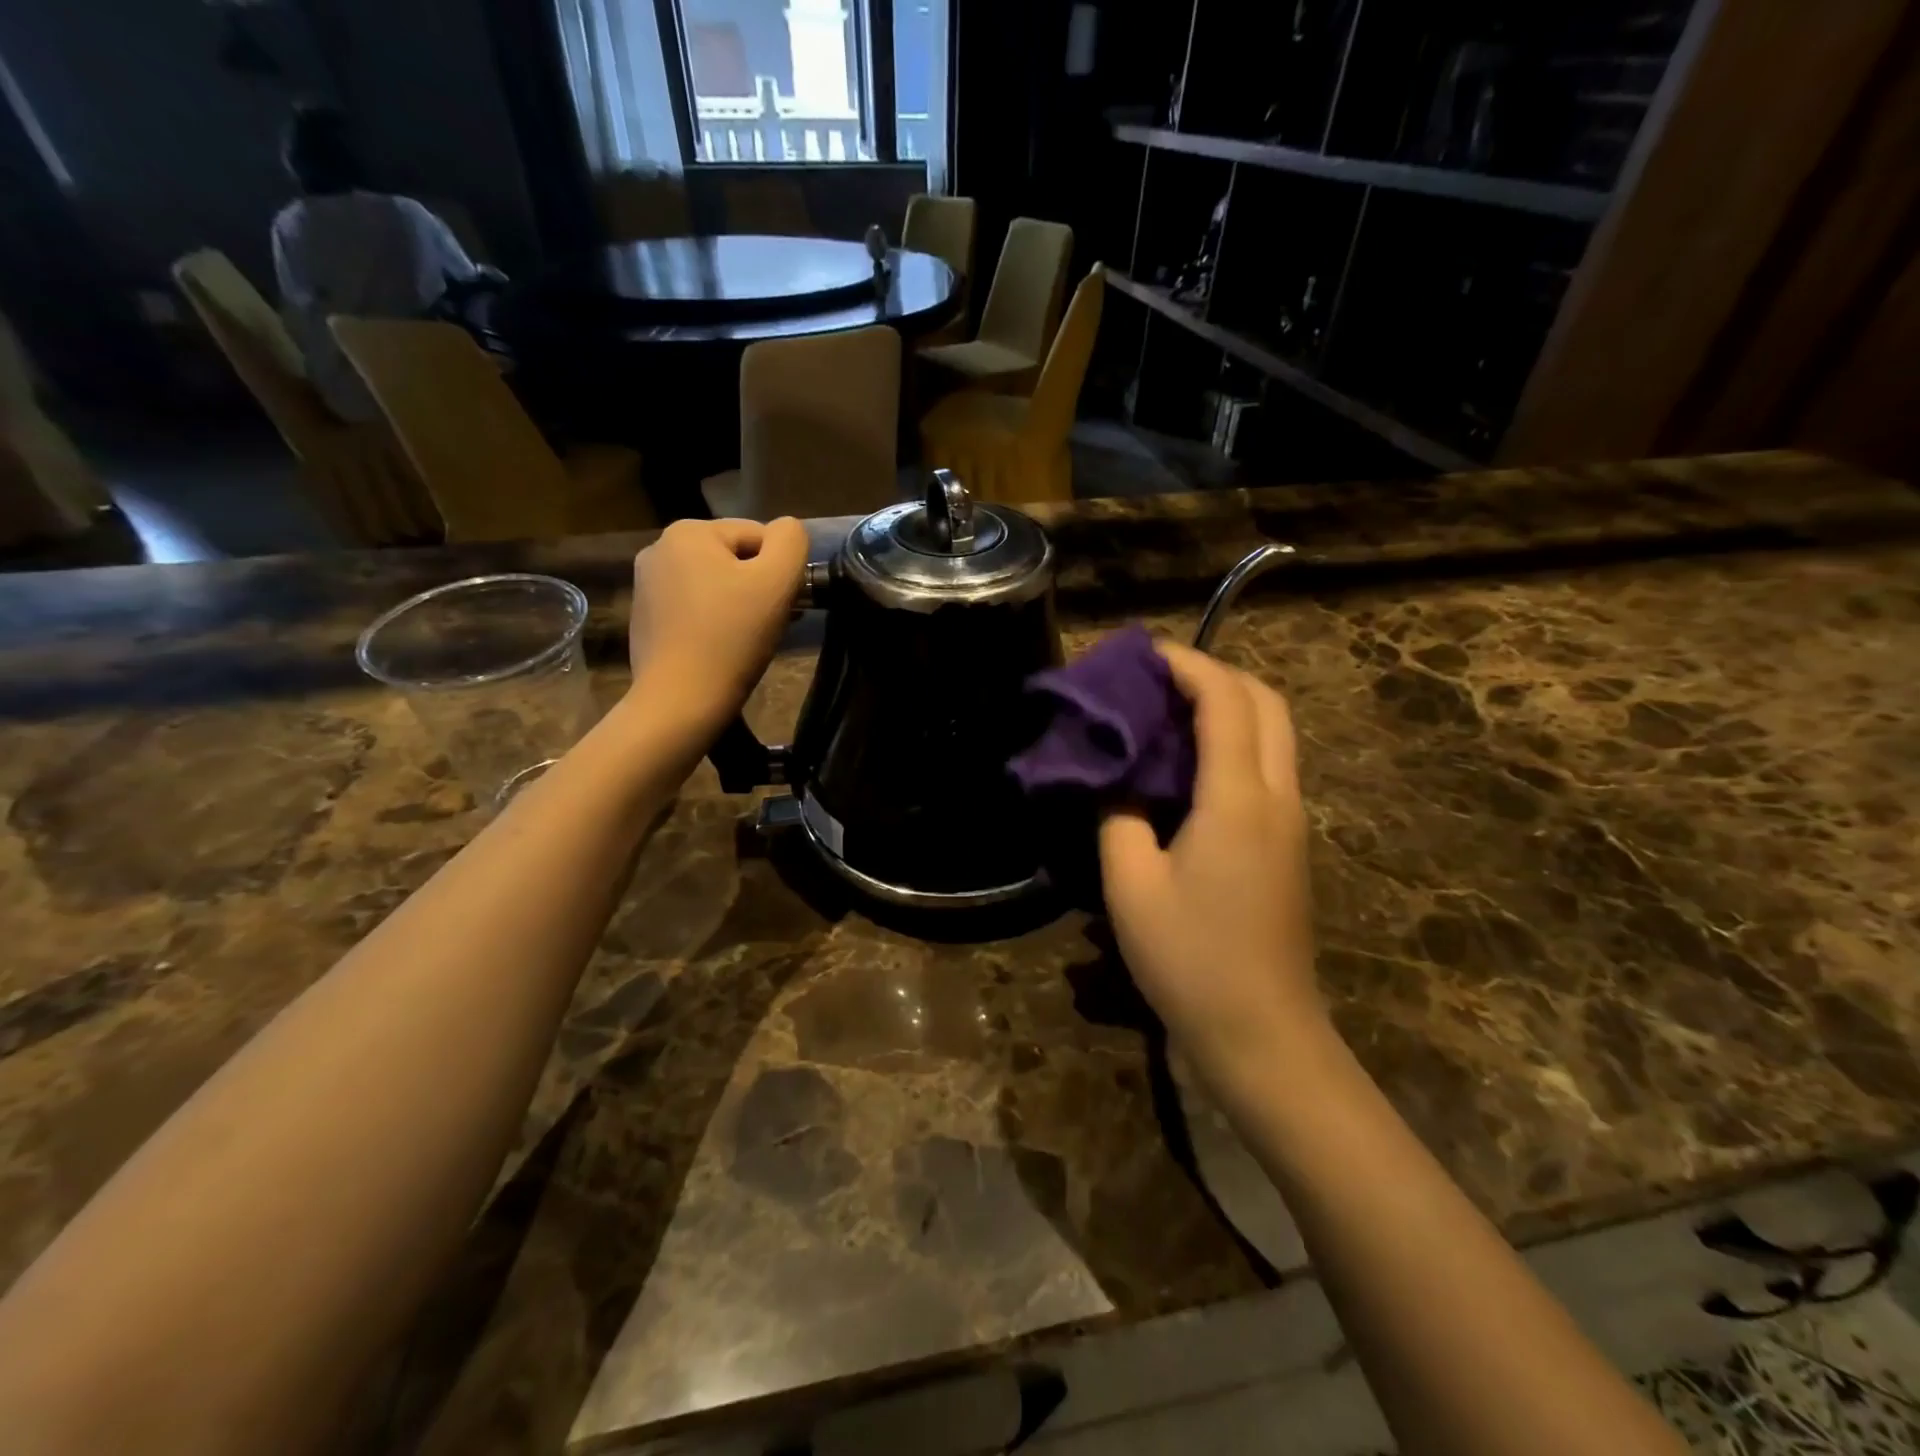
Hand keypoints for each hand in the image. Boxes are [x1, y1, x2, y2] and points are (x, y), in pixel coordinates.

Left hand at [627, 517, 809, 734]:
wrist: (680, 701)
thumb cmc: (732, 637)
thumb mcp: (777, 581)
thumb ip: (791, 541)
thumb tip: (786, 532)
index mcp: (688, 531)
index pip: (759, 536)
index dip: (781, 570)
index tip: (786, 606)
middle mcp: (659, 549)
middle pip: (735, 559)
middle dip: (759, 587)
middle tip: (772, 625)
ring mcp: (646, 586)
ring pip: (715, 585)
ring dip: (740, 605)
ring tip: (749, 640)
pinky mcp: (644, 620)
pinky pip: (695, 609)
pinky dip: (715, 623)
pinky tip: (722, 650)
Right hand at [1099, 642, 1320, 1091]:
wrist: (1261, 1034)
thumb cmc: (1189, 959)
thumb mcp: (1130, 885)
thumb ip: (1118, 817)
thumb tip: (1116, 781)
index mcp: (1239, 798)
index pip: (1224, 700)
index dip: (1186, 665)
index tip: (1142, 653)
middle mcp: (1278, 797)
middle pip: (1266, 703)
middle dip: (1216, 674)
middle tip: (1159, 680)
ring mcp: (1292, 821)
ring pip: (1275, 733)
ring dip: (1229, 706)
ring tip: (1168, 712)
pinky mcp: (1289, 845)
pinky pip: (1269, 767)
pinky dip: (1235, 741)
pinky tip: (1189, 765)